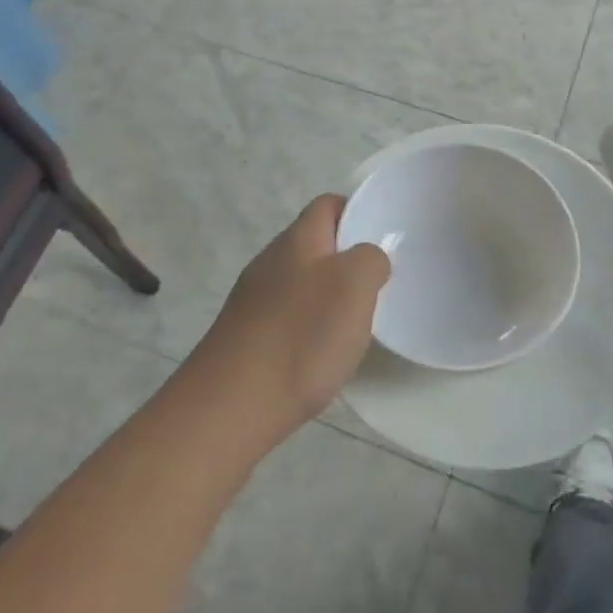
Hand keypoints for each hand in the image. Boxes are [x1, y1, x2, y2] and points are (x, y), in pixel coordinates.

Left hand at [186, 195, 390, 448]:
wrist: (229, 407)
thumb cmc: (301, 336)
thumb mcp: (355, 285)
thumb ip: (371, 259)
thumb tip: (368, 259)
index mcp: (297, 239)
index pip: (329, 205)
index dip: (358, 213)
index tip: (383, 240)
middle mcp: (270, 261)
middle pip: (316, 245)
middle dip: (347, 261)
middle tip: (376, 288)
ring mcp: (253, 300)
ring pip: (302, 283)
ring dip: (329, 298)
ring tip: (353, 326)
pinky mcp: (245, 336)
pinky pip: (287, 318)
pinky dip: (308, 330)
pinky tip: (319, 357)